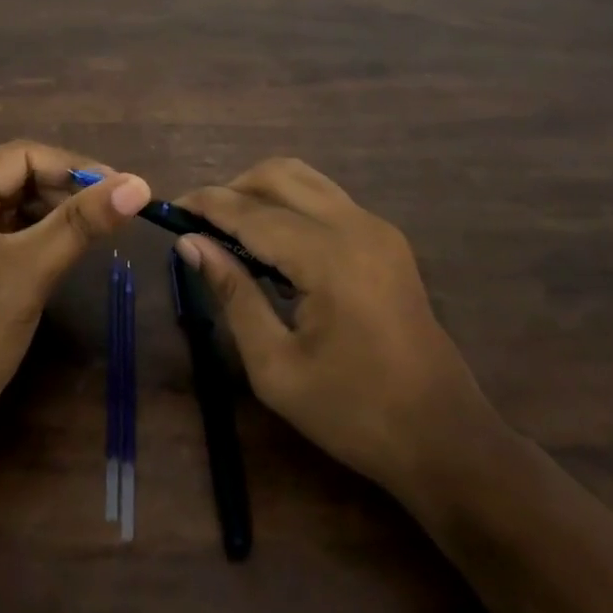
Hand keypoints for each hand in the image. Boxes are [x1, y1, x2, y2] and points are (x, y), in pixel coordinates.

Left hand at [0, 141, 149, 461]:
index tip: (123, 189)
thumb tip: (139, 183)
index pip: (21, 156)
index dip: (75, 168)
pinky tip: (61, 250)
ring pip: (7, 205)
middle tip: (115, 213)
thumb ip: (82, 222)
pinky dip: (30, 236)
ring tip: (95, 230)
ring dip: (51, 213)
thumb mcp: (29, 273)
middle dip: (64, 191)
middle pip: (13, 177)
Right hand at [176, 158, 496, 497]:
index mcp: (329, 256)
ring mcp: (377, 228)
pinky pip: (326, 200)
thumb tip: (191, 244)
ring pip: (306, 179)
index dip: (206, 205)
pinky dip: (291, 205)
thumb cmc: (353, 413)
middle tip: (200, 224)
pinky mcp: (386, 240)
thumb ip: (233, 294)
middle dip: (234, 188)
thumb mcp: (276, 367)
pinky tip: (273, 245)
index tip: (169, 208)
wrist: (443, 437)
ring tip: (230, 231)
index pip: (252, 211)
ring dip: (262, 192)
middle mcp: (356, 225)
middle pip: (280, 174)